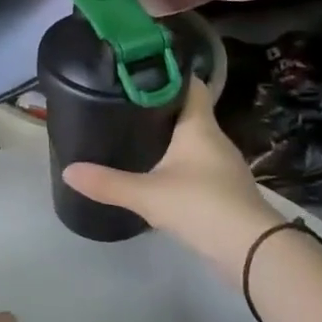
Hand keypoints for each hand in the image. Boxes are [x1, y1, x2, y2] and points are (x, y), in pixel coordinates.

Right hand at [61, 79, 279, 281]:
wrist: (253, 251)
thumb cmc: (201, 205)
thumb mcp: (148, 194)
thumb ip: (108, 182)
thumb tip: (67, 170)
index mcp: (200, 126)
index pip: (190, 85)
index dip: (168, 74)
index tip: (140, 70)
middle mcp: (214, 138)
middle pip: (188, 112)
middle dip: (161, 107)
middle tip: (125, 103)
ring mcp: (223, 165)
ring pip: (193, 140)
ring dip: (170, 137)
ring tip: (135, 134)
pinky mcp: (225, 190)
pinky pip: (197, 165)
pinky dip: (178, 163)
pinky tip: (157, 172)